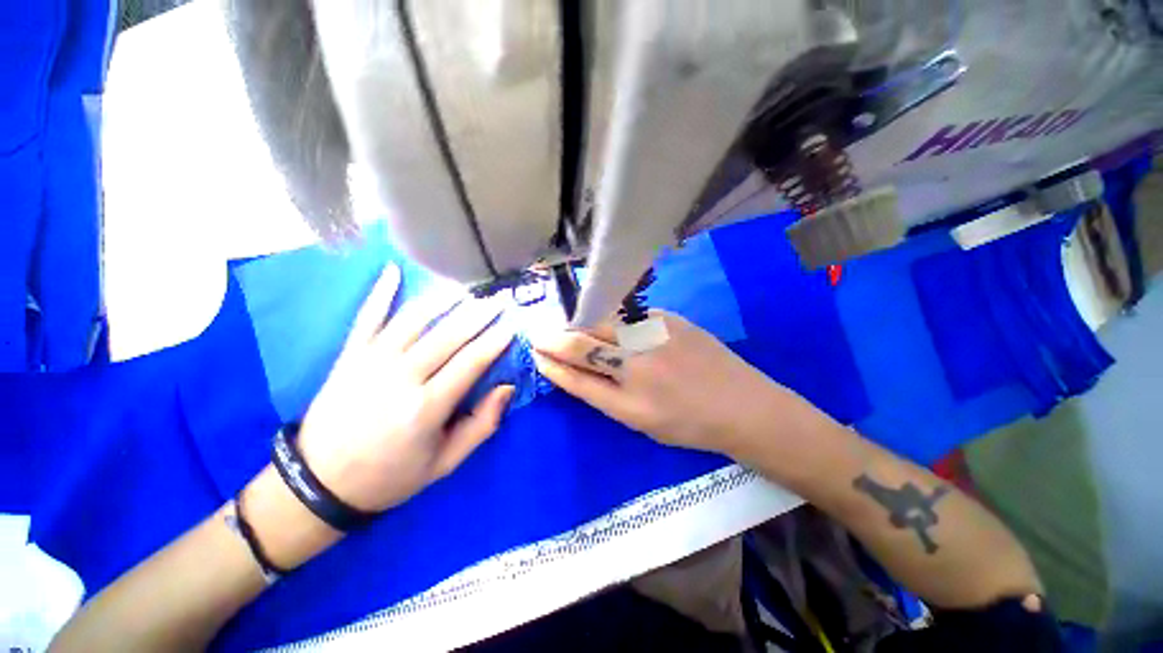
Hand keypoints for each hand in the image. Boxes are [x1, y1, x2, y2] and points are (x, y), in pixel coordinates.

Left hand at [296, 263, 515, 512]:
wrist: (320, 484)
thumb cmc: (391, 476)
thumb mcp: (445, 463)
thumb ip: (482, 425)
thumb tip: (507, 388)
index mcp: (427, 407)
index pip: (472, 362)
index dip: (496, 340)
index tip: (513, 324)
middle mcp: (401, 378)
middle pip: (448, 335)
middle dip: (479, 313)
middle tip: (499, 298)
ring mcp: (371, 363)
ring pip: (414, 320)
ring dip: (443, 299)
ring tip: (467, 288)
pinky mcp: (349, 357)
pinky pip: (367, 319)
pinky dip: (380, 293)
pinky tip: (393, 270)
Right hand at [530, 311, 824, 460]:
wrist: (743, 406)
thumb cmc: (690, 424)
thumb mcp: (641, 422)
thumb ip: (606, 395)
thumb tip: (575, 370)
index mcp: (629, 404)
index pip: (576, 378)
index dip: (551, 363)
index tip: (536, 353)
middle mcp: (638, 366)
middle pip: (583, 344)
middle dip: (555, 338)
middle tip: (542, 334)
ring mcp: (654, 337)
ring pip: (602, 323)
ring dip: (580, 324)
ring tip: (571, 327)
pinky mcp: (668, 318)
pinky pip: (627, 316)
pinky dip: (611, 319)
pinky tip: (607, 322)